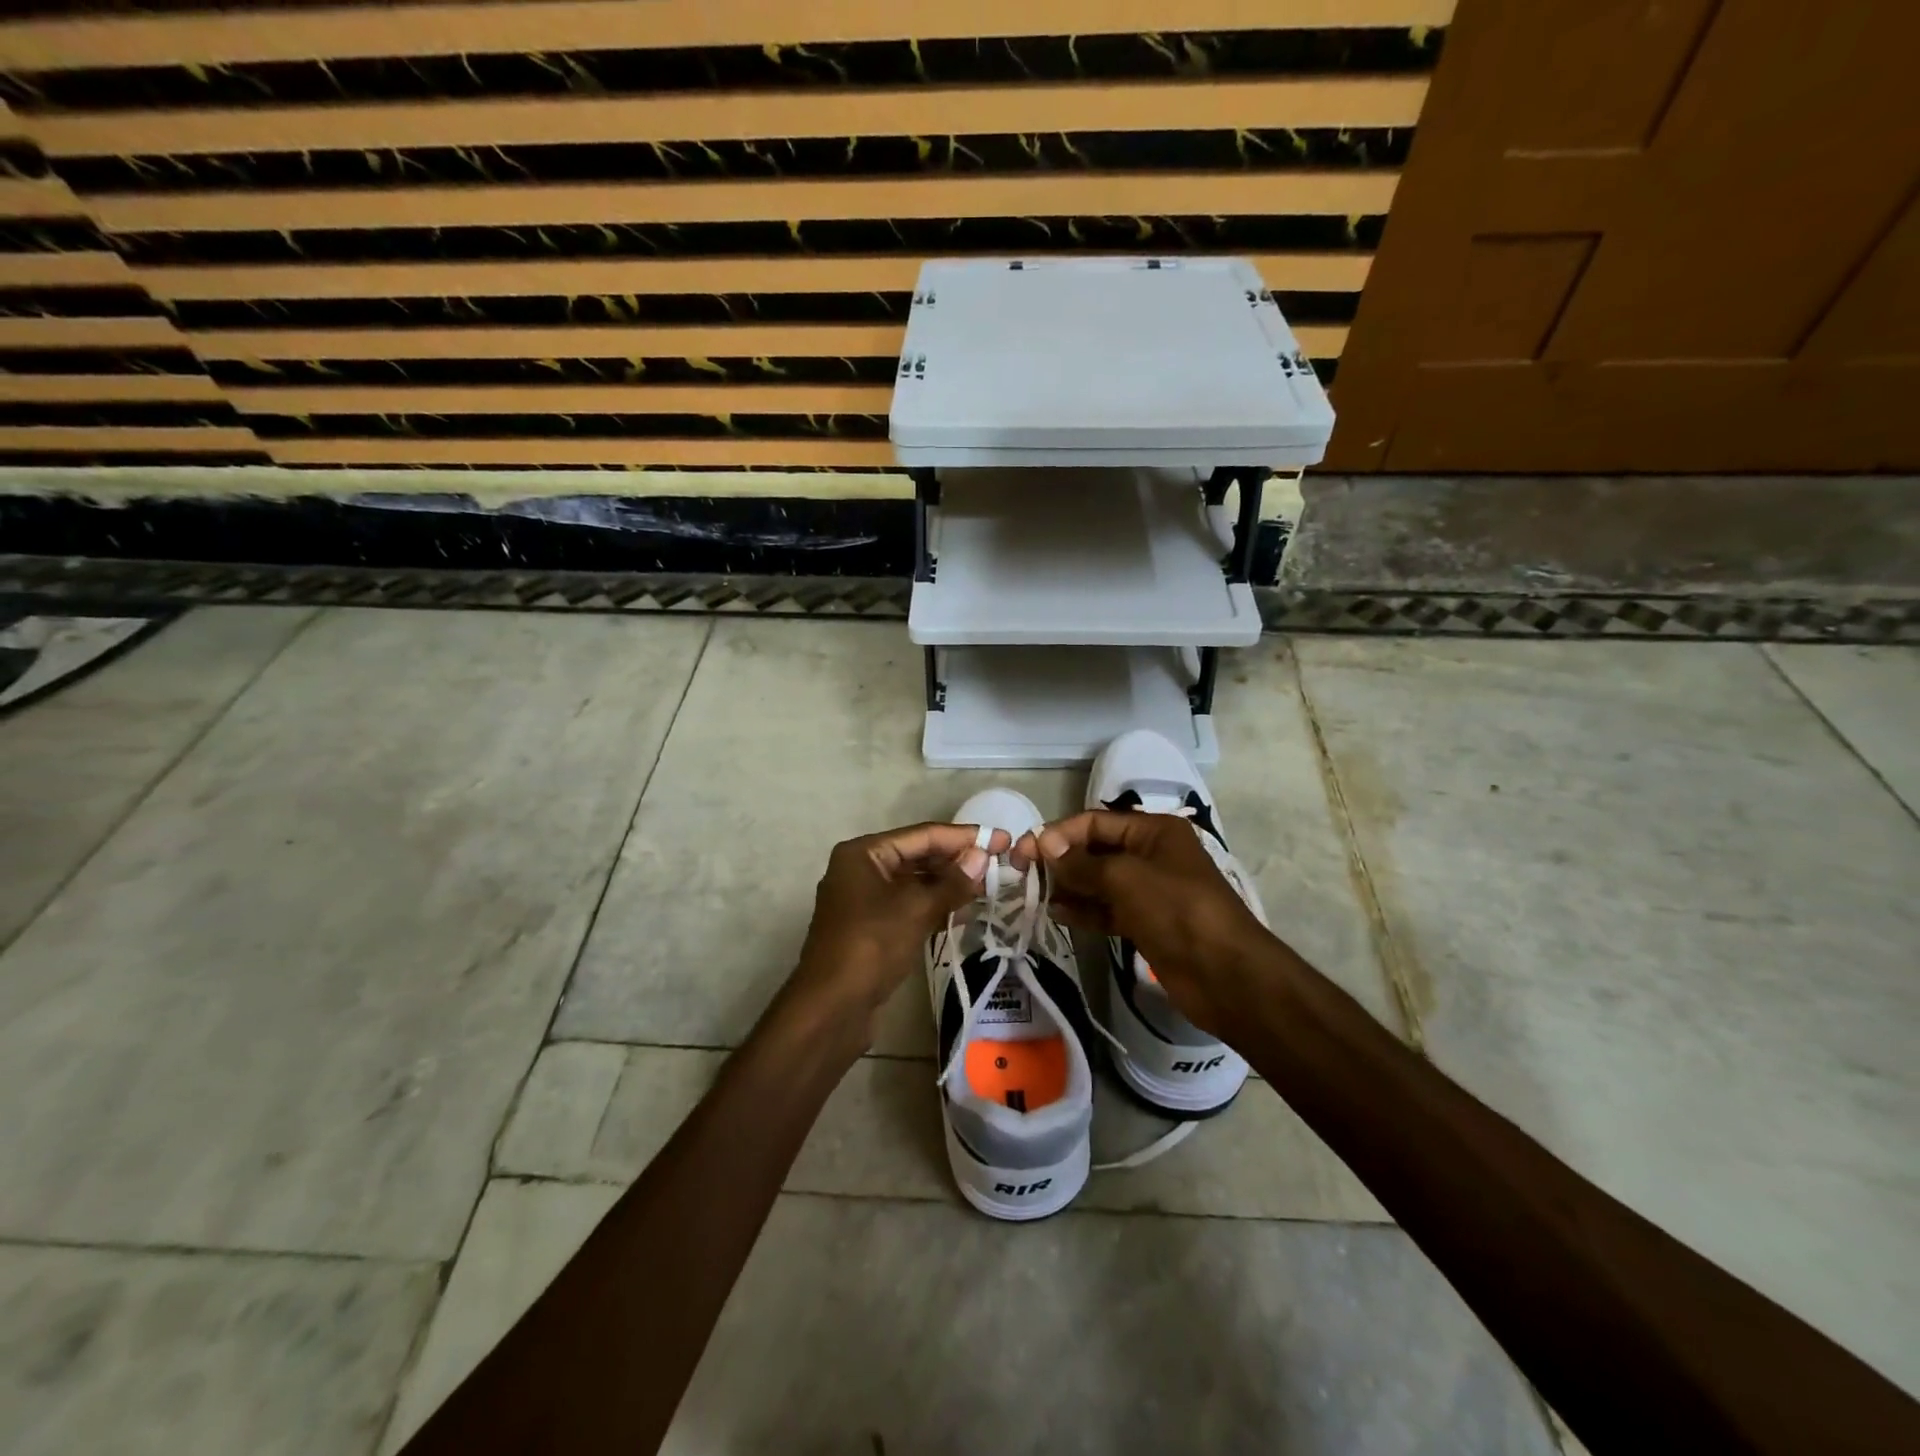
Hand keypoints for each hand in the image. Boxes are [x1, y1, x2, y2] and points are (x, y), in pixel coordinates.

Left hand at [789, 821, 1007, 1044]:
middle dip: (957, 860)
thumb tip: (983, 857)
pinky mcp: (873, 927)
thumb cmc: (871, 945)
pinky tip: (965, 910)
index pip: (923, 835)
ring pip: (915, 882)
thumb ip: (952, 882)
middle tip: (1000, 863)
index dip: (964, 837)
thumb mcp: (916, 909)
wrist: (831, 1008)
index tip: (1001, 838)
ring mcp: (865, 899)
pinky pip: (909, 905)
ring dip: (949, 884)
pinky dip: (935, 905)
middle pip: (918, 856)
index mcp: (864, 853)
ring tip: (989, 886)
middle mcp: (862, 869)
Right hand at [1013, 811, 1268, 1036]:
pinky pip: (1108, 909)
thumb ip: (1081, 862)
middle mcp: (1151, 855)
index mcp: (1154, 831)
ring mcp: (1150, 891)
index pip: (1096, 822)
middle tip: (1023, 873)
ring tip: (1034, 894)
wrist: (1225, 974)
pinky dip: (1084, 910)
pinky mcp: (1147, 922)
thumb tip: (1045, 845)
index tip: (1026, 851)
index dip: (1059, 833)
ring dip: (1069, 886)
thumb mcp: (1125, 877)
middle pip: (1097, 850)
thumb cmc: (1176, 910)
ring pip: (1100, 881)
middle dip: (1062, 859)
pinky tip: (1057, 913)